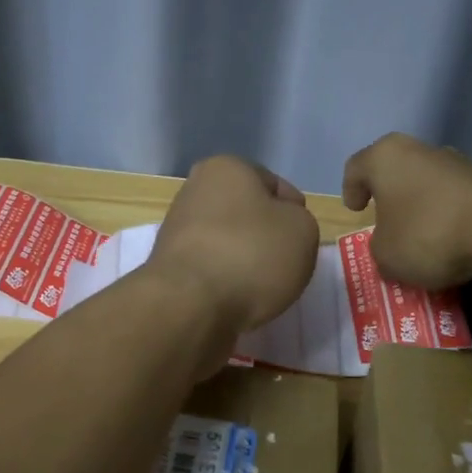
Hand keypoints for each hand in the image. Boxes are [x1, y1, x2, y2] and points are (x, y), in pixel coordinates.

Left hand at [149, 156, 320, 336]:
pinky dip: (226, 281)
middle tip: (285, 265)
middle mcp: (195, 190)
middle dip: (267, 237)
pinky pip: (212, 269)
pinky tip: (236, 298)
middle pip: (248, 214)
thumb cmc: (252, 254)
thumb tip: (279, 230)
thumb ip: (299, 221)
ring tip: (261, 288)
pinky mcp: (169, 265)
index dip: (295, 214)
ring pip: (229, 242)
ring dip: (246, 260)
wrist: (190, 305)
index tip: (300, 242)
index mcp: (227, 168)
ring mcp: (177, 228)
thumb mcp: (303, 230)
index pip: (276, 186)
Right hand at [342, 133, 471, 289]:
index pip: (356, 167)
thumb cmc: (427, 233)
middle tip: (385, 221)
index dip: (350, 189)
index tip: (356, 210)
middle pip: (395, 171)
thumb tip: (391, 245)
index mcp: (385, 157)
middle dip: (389, 196)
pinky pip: (455, 197)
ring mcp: (456, 161)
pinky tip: (451, 240)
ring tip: (421, 236)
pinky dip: (448, 214)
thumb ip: (379, 248)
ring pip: (427, 182)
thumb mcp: (386, 255)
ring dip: (421, 205)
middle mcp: (419, 150)